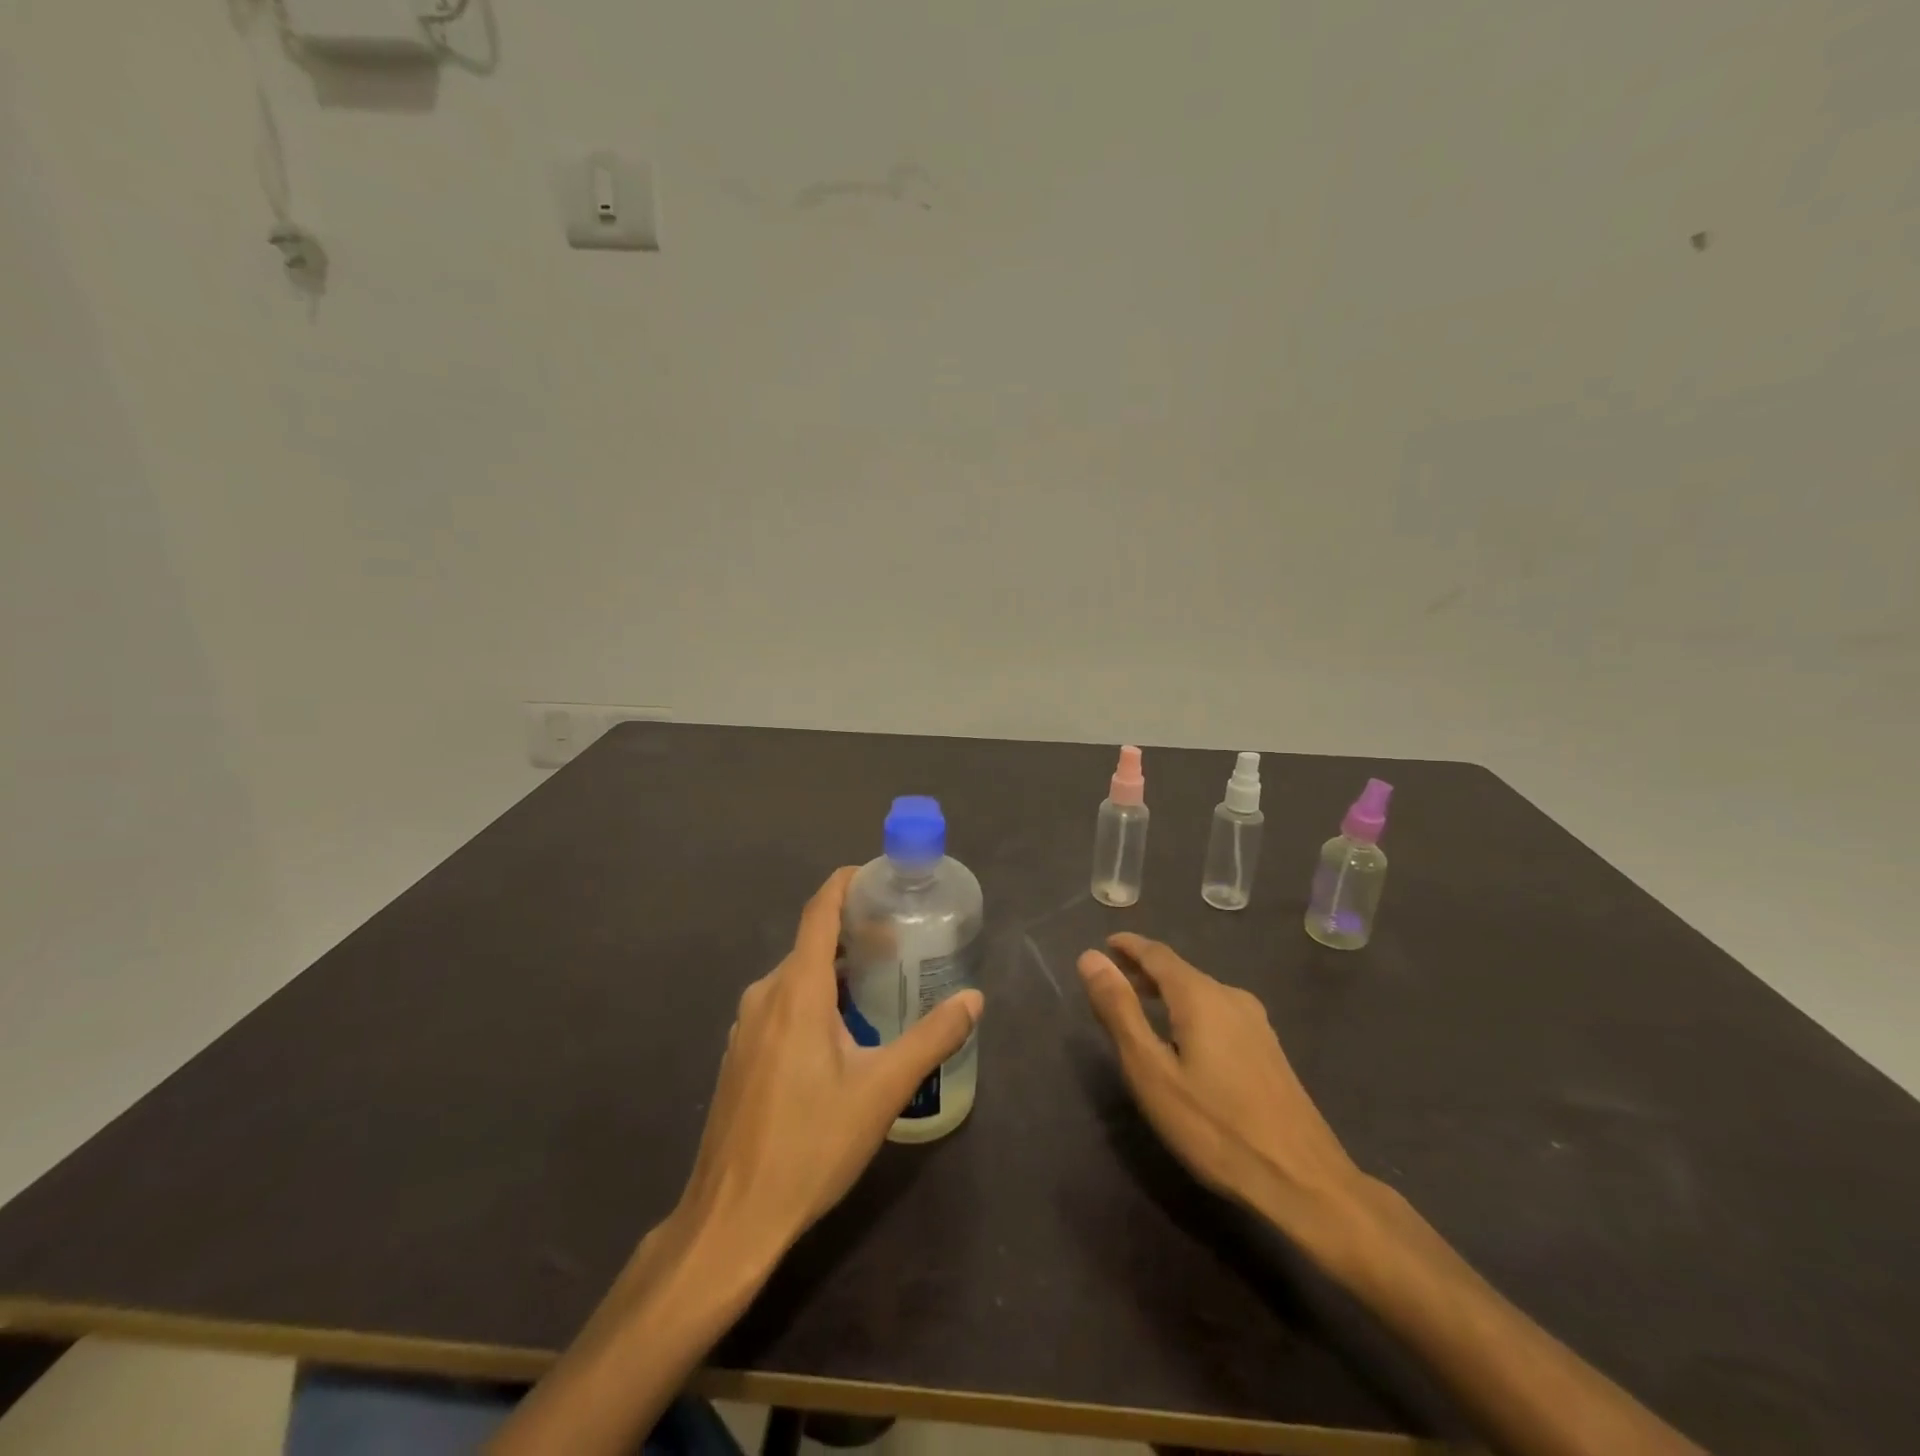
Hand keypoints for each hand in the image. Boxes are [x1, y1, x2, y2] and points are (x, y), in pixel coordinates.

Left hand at [675, 866, 983, 1260]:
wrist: (731, 1219)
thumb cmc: (810, 1145)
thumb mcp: (882, 1090)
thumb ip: (932, 1038)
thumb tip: (974, 999)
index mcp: (796, 990)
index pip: (819, 911)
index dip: (846, 883)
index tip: (880, 875)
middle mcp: (765, 995)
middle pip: (812, 944)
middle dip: (854, 934)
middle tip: (902, 941)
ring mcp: (746, 1026)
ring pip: (797, 978)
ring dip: (836, 971)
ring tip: (881, 984)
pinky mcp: (740, 1055)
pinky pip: (782, 1006)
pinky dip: (815, 999)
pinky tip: (843, 1033)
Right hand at [1077, 932, 1367, 1245]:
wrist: (1304, 1182)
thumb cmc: (1215, 1127)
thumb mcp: (1151, 1071)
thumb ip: (1119, 1011)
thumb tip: (1090, 957)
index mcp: (1200, 996)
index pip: (1157, 954)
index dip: (1128, 946)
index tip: (1105, 944)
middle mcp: (1231, 997)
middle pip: (1180, 971)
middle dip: (1145, 971)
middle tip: (1113, 980)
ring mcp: (1256, 1024)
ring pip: (1201, 993)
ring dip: (1167, 993)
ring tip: (1141, 1008)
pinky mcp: (1269, 1050)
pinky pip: (1219, 1013)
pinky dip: (1190, 1012)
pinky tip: (1184, 1041)